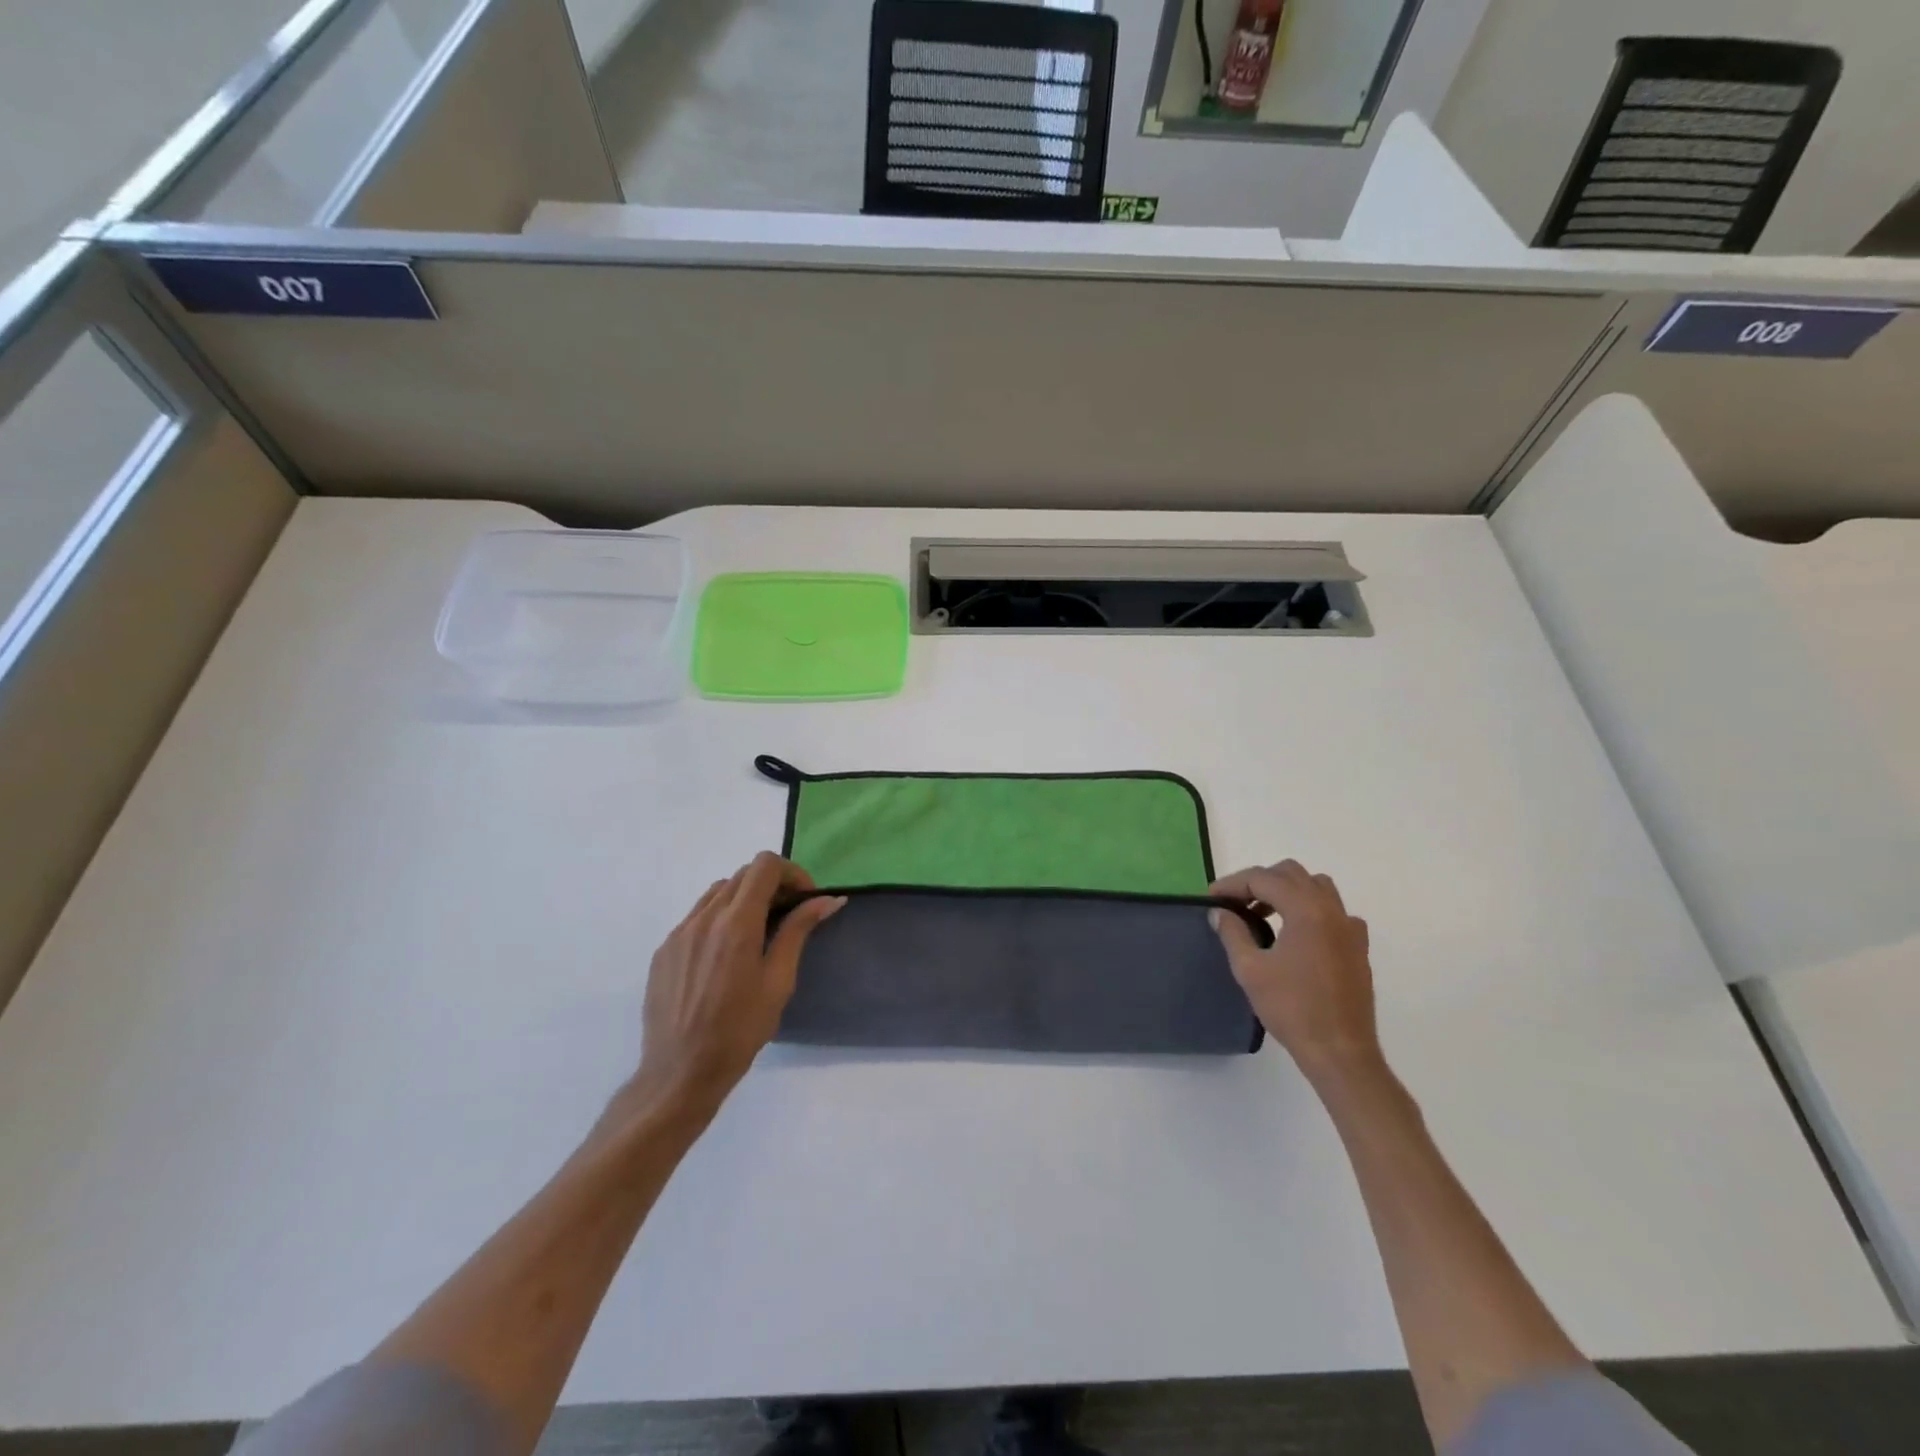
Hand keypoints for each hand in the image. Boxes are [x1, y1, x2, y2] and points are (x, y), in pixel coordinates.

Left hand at [632, 853, 843, 1116]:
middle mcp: (704, 918)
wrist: (680, 1073)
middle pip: (742, 875)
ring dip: (744, 899)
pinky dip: (719, 919)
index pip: (764, 866)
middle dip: (771, 885)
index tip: (805, 899)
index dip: (791, 873)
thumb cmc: (739, 1031)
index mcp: (736, 923)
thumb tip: (827, 900)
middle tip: (789, 915)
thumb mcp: (778, 981)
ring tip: (758, 933)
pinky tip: (725, 955)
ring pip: (717, 893)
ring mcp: (679, 933)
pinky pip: (696, 917)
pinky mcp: (663, 950)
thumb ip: (799, 931)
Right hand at [1210, 860, 1380, 1086]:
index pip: (1263, 878)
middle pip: (1291, 874)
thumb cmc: (1291, 1009)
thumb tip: (1219, 912)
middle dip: (1259, 881)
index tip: (1211, 898)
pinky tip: (1297, 934)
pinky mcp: (1358, 947)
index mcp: (1306, 910)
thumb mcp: (1250, 969)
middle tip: (1235, 903)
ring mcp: (1350, 928)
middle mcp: (1332, 910)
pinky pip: (1334, 911)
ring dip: (1286, 891)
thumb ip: (1232, 932)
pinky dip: (1311, 910)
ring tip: (1264, 914)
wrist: (1340, 1051)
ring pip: (1316, 887)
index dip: (1232, 884)